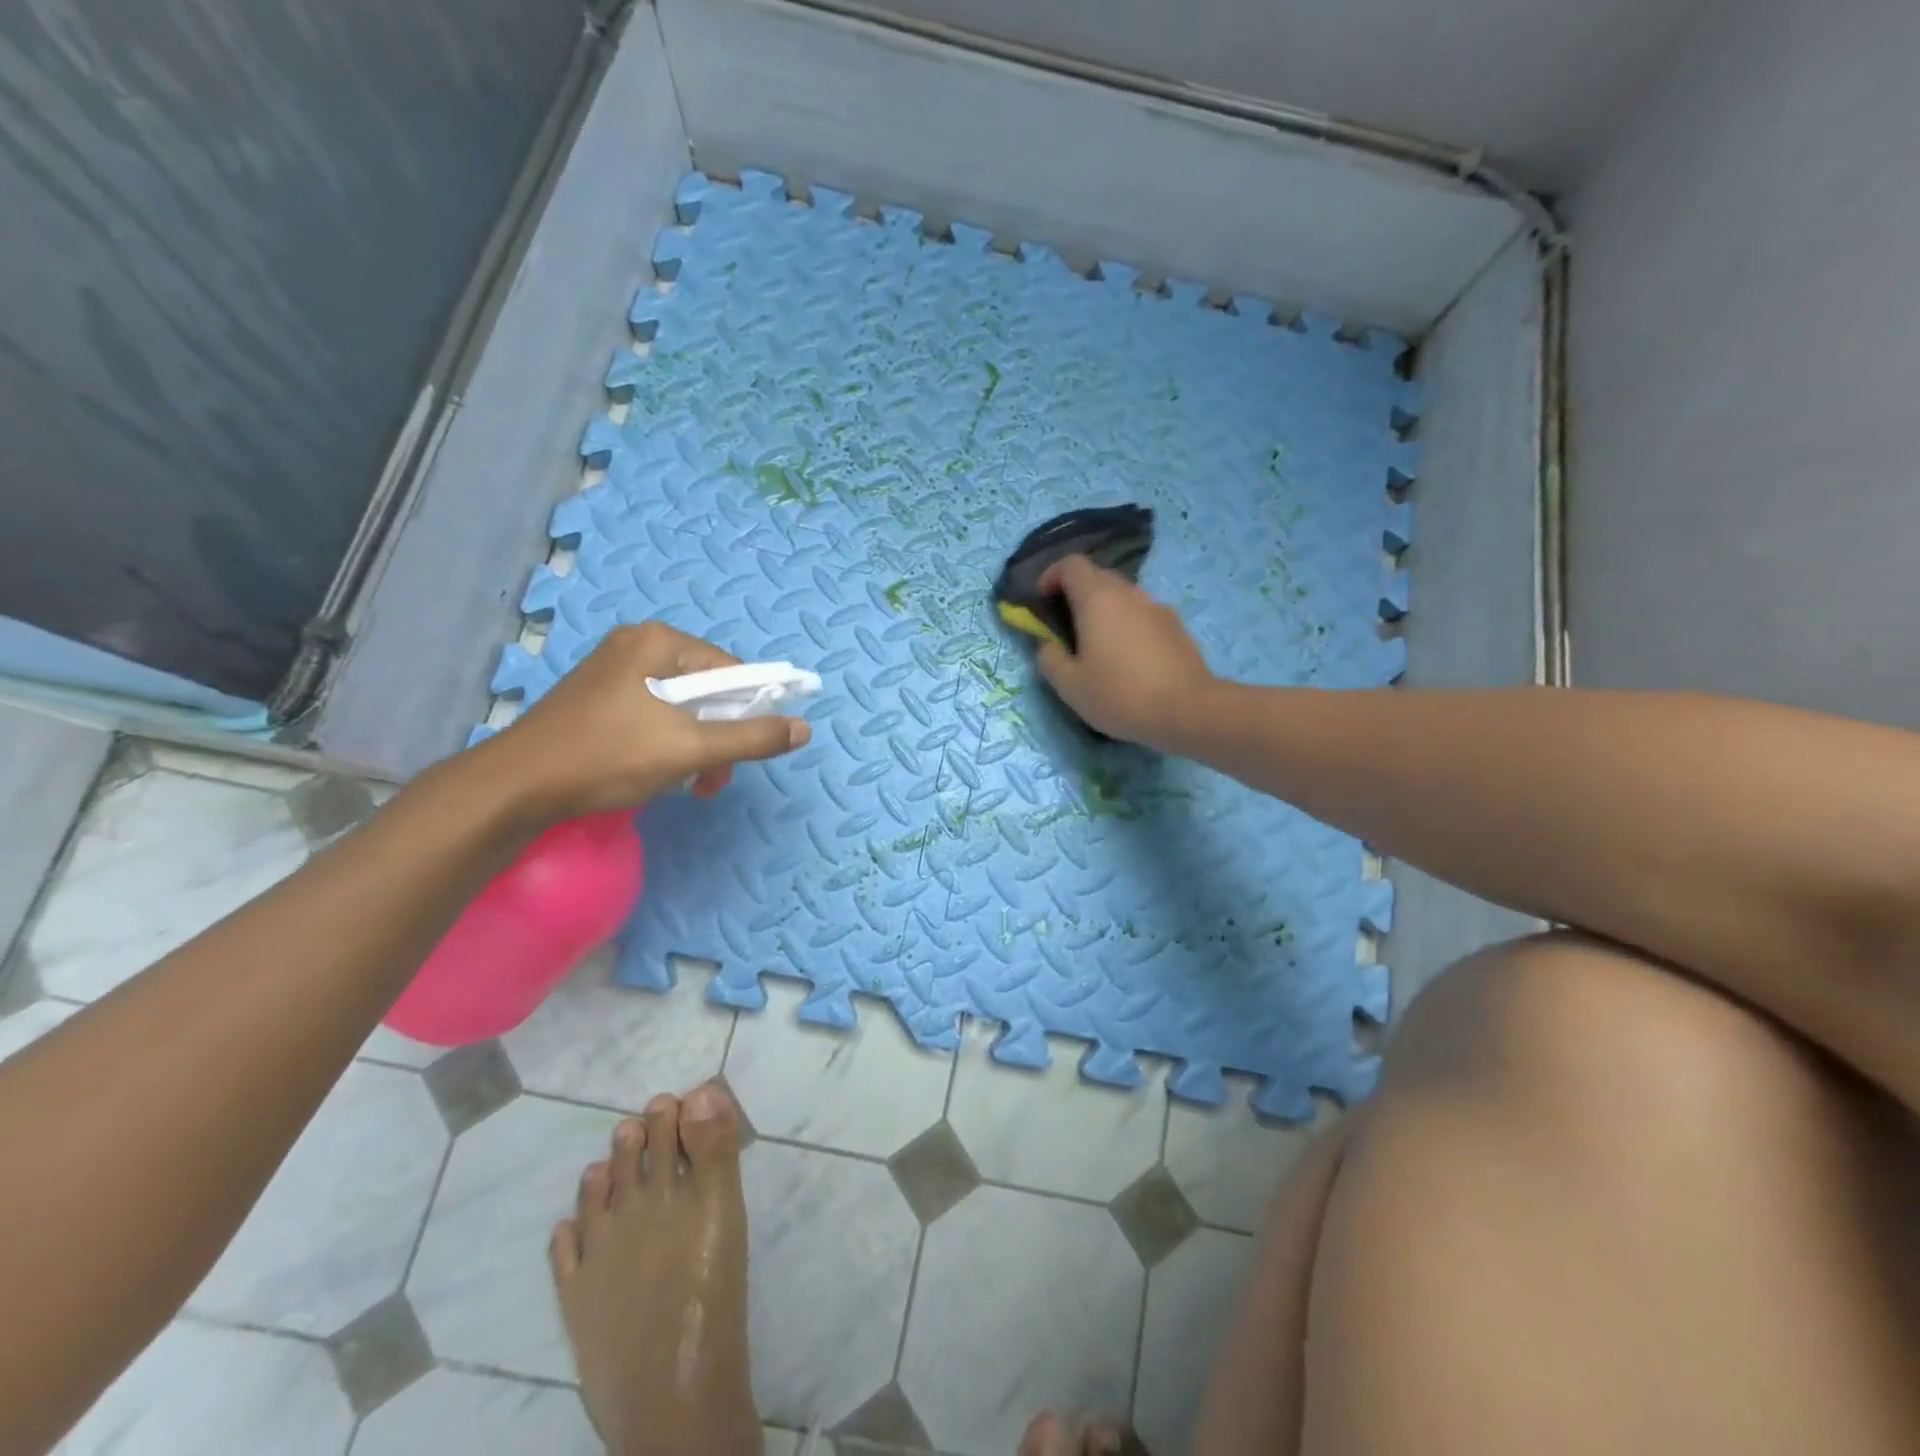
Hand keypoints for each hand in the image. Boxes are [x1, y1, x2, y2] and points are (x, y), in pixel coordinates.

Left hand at [483, 623, 811, 821]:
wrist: (516, 787)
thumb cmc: (609, 757)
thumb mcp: (690, 749)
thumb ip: (752, 738)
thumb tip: (804, 729)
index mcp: (659, 642)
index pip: (731, 669)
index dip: (749, 710)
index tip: (745, 752)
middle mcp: (636, 645)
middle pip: (705, 688)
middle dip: (719, 736)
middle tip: (713, 779)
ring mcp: (612, 670)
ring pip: (679, 706)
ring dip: (695, 747)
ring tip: (689, 785)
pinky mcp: (597, 698)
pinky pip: (651, 714)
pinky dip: (666, 743)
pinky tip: (659, 774)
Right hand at [1035, 556, 1217, 748]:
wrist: (1188, 710)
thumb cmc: (1120, 695)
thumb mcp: (1070, 686)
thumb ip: (1049, 659)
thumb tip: (1048, 645)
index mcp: (1098, 598)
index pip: (1071, 564)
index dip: (1050, 576)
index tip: (1041, 602)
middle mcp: (1129, 593)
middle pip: (1097, 576)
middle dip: (1076, 594)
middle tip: (1065, 627)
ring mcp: (1157, 607)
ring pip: (1122, 596)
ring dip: (1104, 611)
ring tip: (1097, 646)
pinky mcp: (1176, 627)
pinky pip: (1142, 615)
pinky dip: (1127, 625)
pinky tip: (1128, 660)